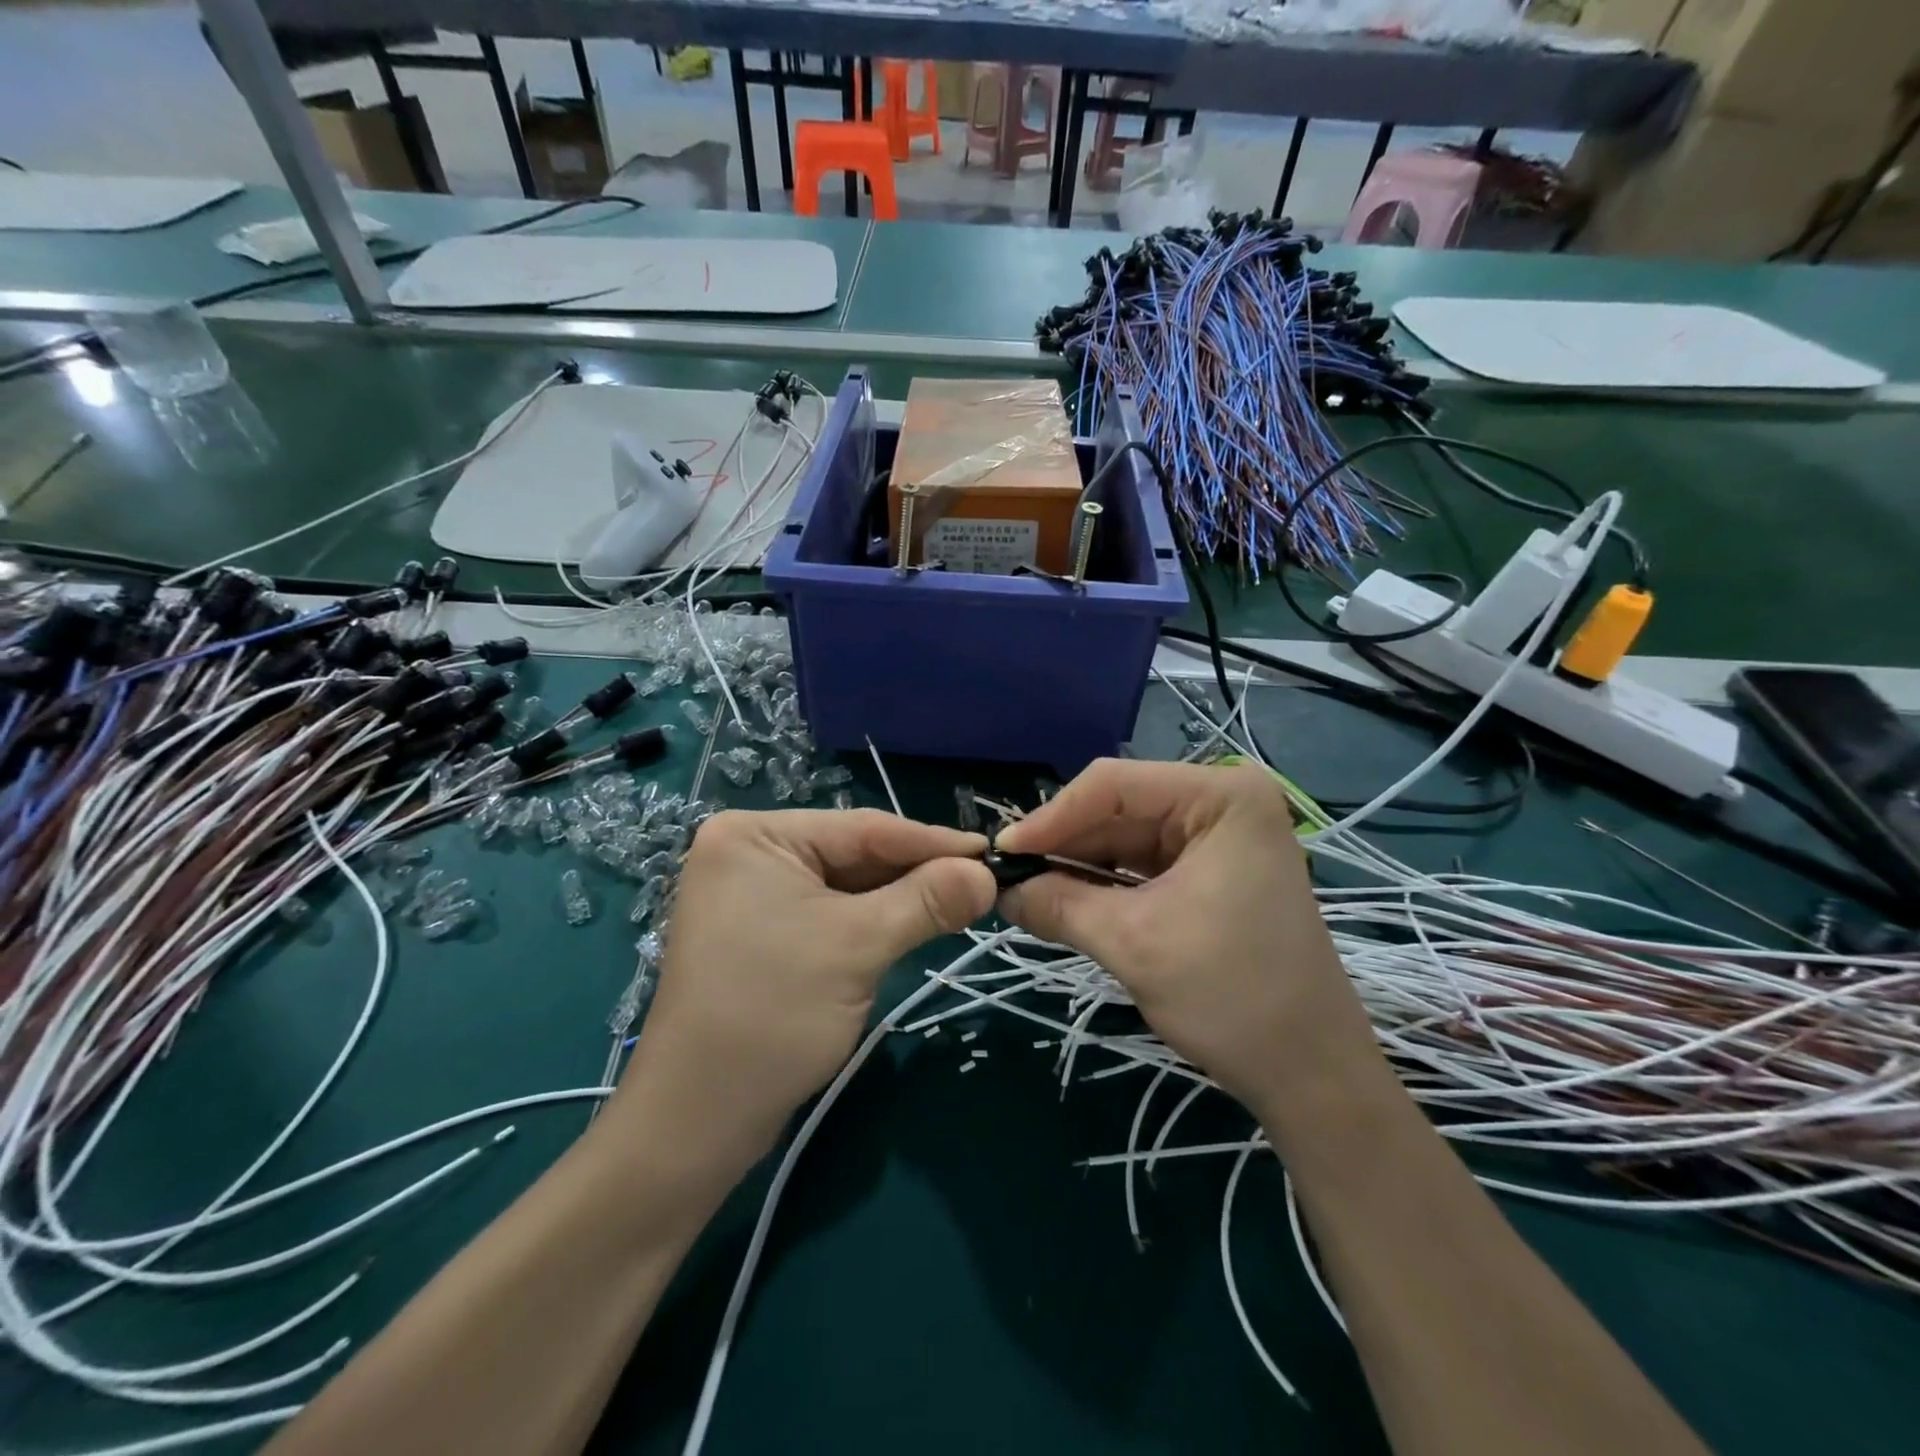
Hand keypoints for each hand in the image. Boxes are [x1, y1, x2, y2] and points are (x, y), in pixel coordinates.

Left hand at [619, 809, 994, 1175]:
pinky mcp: (762, 933)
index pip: (863, 828)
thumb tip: (987, 874)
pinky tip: (914, 924)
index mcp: (755, 835)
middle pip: (855, 853)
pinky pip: (831, 913)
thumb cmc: (772, 1013)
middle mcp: (749, 852)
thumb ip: (927, 900)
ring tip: (961, 902)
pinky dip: (874, 921)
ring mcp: (752, 895)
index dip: (932, 841)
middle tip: (982, 882)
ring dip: (900, 899)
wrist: (697, 1119)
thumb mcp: (858, 945)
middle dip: (917, 872)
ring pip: (847, 886)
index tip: (991, 853)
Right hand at [996, 759, 1381, 1118]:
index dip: (1051, 817)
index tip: (1002, 855)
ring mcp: (1220, 837)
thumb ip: (1057, 905)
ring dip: (1077, 866)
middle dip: (1063, 845)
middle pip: (1118, 808)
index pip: (1113, 785)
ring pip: (1125, 838)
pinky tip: (1065, 901)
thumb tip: (999, 891)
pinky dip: (1103, 884)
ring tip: (1027, 893)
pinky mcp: (1212, 872)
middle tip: (1008, 878)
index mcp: (1221, 797)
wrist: (1311, 1075)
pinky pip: (1143, 865)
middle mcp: (1222, 802)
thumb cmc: (1231, 997)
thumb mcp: (1132, 943)